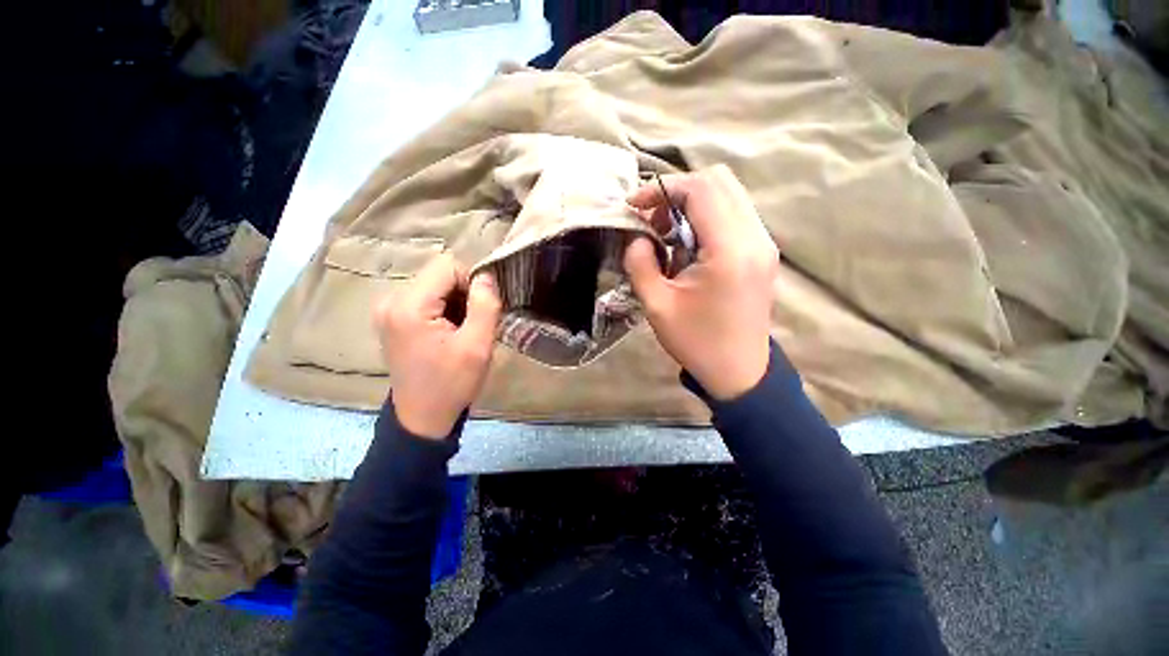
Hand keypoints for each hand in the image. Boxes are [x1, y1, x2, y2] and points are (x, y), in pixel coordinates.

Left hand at [373, 253, 502, 438]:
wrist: (423, 417)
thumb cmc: (452, 384)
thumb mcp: (477, 346)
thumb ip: (485, 305)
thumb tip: (487, 276)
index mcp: (409, 306)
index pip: (448, 266)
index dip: (473, 281)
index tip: (484, 308)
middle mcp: (391, 300)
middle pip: (439, 274)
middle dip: (465, 292)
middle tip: (477, 322)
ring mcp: (389, 309)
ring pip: (435, 285)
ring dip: (456, 301)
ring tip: (465, 329)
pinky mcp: (393, 318)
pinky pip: (426, 298)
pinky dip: (445, 309)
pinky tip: (451, 331)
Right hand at [624, 166, 778, 400]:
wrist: (739, 371)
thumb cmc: (696, 342)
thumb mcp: (656, 307)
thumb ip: (640, 264)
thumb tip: (638, 238)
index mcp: (729, 251)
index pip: (700, 190)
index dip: (662, 188)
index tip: (635, 205)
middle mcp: (755, 237)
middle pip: (719, 181)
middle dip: (677, 191)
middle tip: (652, 218)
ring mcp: (764, 243)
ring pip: (729, 194)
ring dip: (692, 202)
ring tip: (666, 231)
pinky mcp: (764, 251)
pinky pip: (735, 213)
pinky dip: (707, 216)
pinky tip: (687, 242)